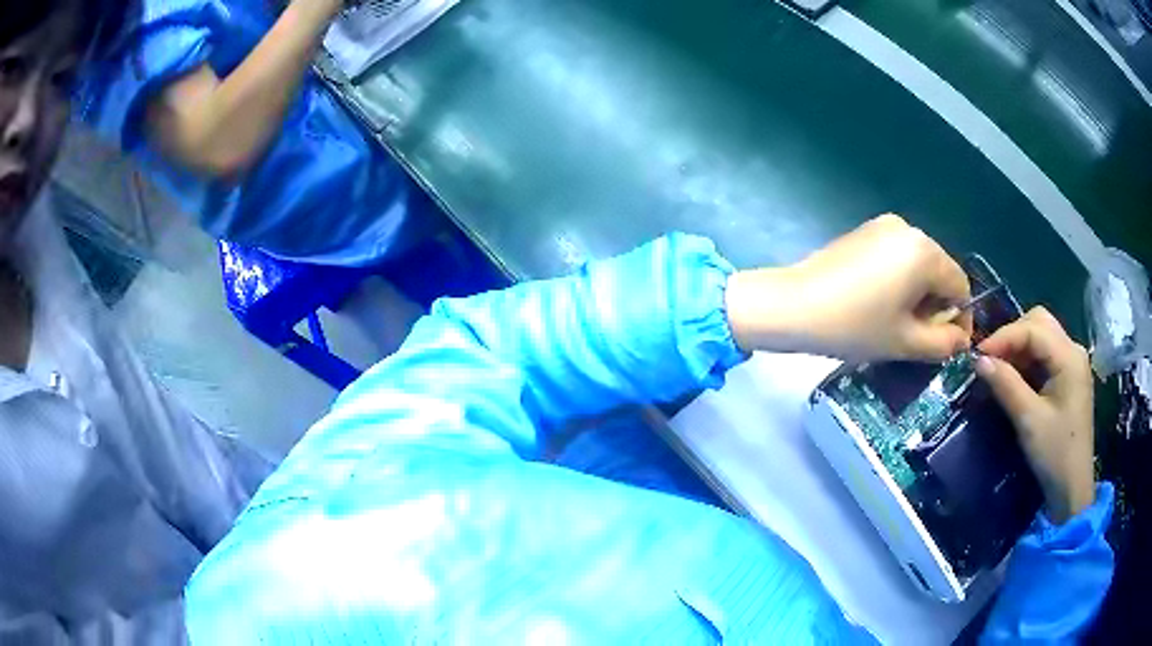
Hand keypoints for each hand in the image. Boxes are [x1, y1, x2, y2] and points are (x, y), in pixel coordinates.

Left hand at [726, 214, 972, 361]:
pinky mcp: (864, 231)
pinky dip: (900, 280)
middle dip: (937, 306)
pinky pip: (897, 256)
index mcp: (924, 251)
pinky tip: (880, 303)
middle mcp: (909, 228)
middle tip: (919, 338)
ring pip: (919, 265)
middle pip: (940, 272)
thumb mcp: (905, 342)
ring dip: (919, 295)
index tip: (949, 344)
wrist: (792, 305)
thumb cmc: (854, 326)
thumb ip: (944, 342)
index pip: (960, 285)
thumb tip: (962, 338)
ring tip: (897, 324)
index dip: (960, 318)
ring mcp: (884, 225)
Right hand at [975, 307, 1095, 524]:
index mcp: (1069, 356)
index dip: (1004, 337)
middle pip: (1039, 323)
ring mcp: (1073, 363)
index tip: (977, 355)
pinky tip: (1016, 379)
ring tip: (1000, 370)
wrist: (1072, 487)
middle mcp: (1073, 350)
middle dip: (1013, 335)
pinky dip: (1028, 361)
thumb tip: (979, 361)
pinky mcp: (1070, 378)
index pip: (1033, 329)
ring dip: (1019, 348)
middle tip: (991, 359)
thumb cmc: (1054, 453)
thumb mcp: (1028, 421)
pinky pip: (1046, 355)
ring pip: (1042, 337)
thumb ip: (1006, 385)